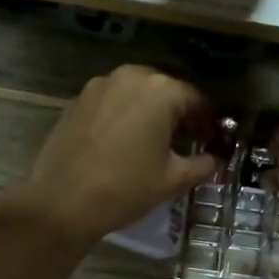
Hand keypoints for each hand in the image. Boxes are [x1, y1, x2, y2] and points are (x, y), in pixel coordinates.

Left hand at [2, 66, 217, 247]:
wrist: (62, 202)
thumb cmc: (126, 188)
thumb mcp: (172, 179)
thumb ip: (202, 164)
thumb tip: (216, 160)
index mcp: (161, 90)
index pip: (197, 100)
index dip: (209, 122)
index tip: (214, 141)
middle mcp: (132, 76)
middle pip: (167, 91)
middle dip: (180, 114)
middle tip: (188, 142)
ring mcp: (100, 85)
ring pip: (137, 93)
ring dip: (151, 112)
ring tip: (156, 142)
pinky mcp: (78, 99)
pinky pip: (113, 101)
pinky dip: (125, 115)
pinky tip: (125, 142)